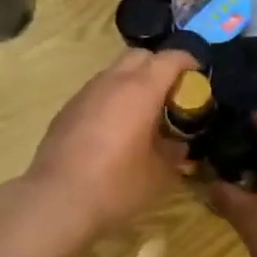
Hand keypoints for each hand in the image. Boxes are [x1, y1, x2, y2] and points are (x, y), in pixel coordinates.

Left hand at [23, 49, 196, 240]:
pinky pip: (98, 92)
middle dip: (160, 67)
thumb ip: (174, 152)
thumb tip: (178, 145)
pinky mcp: (67, 109)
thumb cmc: (116, 185)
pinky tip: (115, 129)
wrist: (56, 201)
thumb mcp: (160, 174)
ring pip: (116, 72)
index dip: (189, 63)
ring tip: (144, 113)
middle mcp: (112, 82)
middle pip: (141, 56)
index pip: (171, 59)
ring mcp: (85, 93)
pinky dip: (113, 98)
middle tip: (171, 95)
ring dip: (134, 82)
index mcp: (141, 90)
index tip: (199, 79)